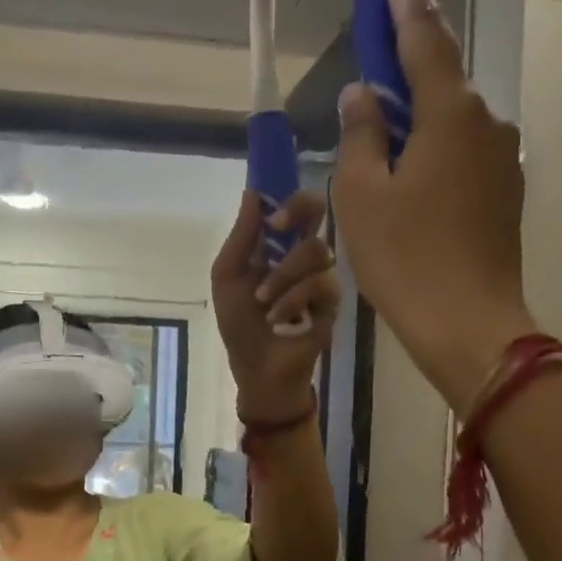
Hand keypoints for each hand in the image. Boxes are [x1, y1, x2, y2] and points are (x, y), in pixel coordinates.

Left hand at [210, 186, 339, 421]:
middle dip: (299, 212)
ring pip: (314, 250)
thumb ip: (241, 237)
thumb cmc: (239, 324)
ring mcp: (320, 275)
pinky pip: (320, 283)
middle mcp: (301, 254)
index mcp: (276, 246)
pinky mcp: (333, 301)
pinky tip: (280, 319)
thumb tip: (252, 192)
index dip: (287, 197)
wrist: (257, 368)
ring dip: (282, 276)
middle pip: (317, 210)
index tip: (271, 212)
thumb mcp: (228, 278)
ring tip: (263, 302)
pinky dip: (293, 300)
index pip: (293, 206)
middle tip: (277, 228)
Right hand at [332, 0, 537, 410]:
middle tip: (366, 89)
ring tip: (378, 166)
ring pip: (448, 125)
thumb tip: (363, 94)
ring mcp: (502, 160)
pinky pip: (460, 158)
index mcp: (450, 113)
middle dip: (402, 77)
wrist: (468, 324)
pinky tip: (407, 195)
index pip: (425, 36)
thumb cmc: (405, 258)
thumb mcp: (362, 195)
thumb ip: (360, 135)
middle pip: (438, 82)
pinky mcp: (504, 194)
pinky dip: (429, 160)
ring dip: (412, 130)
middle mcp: (486, 123)